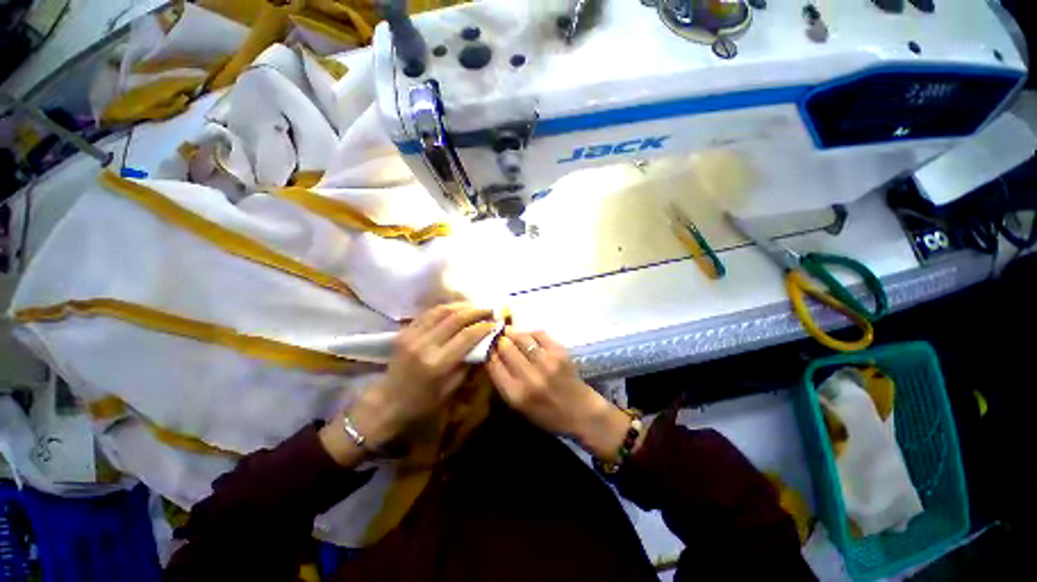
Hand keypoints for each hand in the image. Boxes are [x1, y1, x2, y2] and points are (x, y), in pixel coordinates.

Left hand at [320, 303, 496, 465]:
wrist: (387, 402)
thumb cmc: (423, 402)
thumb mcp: (451, 388)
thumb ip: (468, 363)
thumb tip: (484, 343)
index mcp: (438, 363)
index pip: (467, 336)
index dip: (484, 327)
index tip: (495, 323)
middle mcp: (425, 345)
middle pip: (455, 319)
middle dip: (476, 311)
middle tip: (489, 309)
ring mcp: (412, 335)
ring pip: (442, 311)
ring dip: (461, 306)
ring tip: (475, 306)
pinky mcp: (404, 331)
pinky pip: (428, 313)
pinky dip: (445, 308)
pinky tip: (456, 308)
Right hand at [487, 329, 635, 461]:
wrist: (581, 412)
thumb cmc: (547, 415)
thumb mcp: (519, 408)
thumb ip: (504, 383)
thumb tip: (493, 356)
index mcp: (516, 394)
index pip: (494, 365)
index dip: (488, 352)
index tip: (487, 347)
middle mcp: (529, 376)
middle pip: (505, 347)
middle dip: (499, 340)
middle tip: (497, 336)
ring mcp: (546, 362)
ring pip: (521, 337)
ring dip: (512, 333)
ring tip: (509, 333)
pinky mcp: (559, 352)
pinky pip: (539, 334)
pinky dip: (530, 333)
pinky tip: (529, 337)